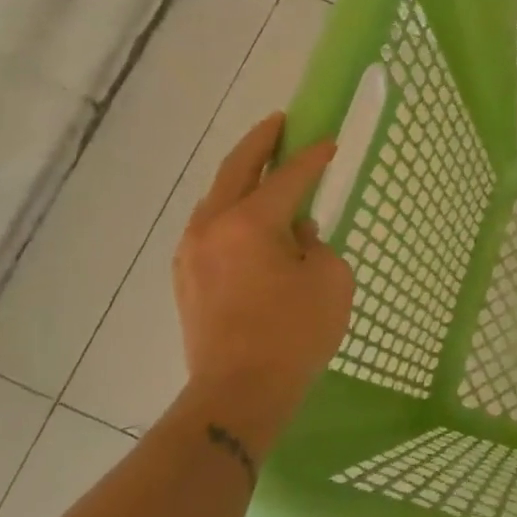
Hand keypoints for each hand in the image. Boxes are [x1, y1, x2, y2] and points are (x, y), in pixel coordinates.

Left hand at [172, 113, 354, 412]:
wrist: (238, 393)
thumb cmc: (294, 334)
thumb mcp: (329, 280)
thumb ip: (315, 244)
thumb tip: (295, 235)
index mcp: (250, 222)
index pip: (288, 176)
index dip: (312, 157)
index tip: (329, 141)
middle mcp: (213, 226)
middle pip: (236, 170)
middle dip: (260, 143)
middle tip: (279, 124)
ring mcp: (192, 252)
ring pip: (216, 198)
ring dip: (241, 177)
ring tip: (264, 169)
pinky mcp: (186, 277)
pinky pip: (210, 227)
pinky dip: (231, 210)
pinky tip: (248, 219)